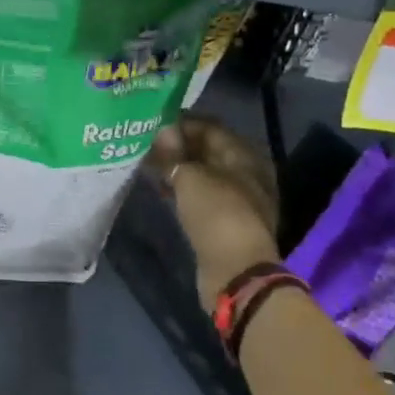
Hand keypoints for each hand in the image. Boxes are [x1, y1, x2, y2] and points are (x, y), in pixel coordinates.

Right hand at [148, 114, 281, 309]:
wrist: (236, 271)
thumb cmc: (217, 214)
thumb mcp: (189, 177)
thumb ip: (173, 153)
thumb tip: (161, 130)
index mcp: (245, 155)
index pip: (210, 127)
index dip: (181, 123)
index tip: (152, 124)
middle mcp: (247, 173)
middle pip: (208, 151)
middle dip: (178, 146)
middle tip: (147, 144)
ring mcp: (239, 199)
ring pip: (204, 174)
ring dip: (179, 168)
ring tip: (150, 165)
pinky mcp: (227, 221)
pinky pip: (203, 194)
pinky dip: (184, 189)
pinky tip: (164, 188)